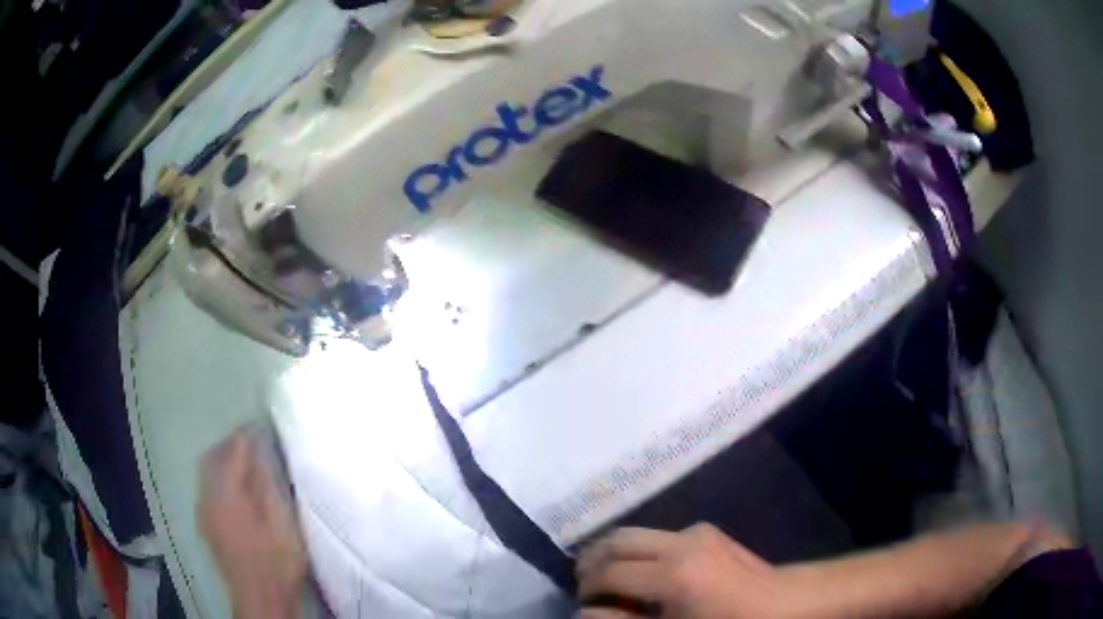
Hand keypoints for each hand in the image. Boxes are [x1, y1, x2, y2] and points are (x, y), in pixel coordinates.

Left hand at [198, 431, 306, 618]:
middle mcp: (208, 497)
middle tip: (252, 441)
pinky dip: (220, 478)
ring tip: (246, 462)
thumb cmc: (276, 562)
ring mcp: (204, 512)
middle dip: (230, 445)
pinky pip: (207, 487)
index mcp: (226, 494)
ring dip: (223, 461)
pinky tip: (237, 489)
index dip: (245, 436)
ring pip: (207, 472)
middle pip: (212, 457)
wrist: (260, 599)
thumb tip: (259, 453)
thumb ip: (267, 484)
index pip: (231, 451)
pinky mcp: (207, 524)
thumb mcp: (282, 523)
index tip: (260, 426)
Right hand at [578, 524, 796, 618]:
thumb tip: (585, 612)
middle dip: (594, 560)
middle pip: (618, 539)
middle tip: (584, 584)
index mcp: (672, 573)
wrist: (781, 605)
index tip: (581, 602)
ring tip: (608, 578)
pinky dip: (641, 550)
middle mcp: (680, 542)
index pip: (609, 572)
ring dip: (615, 553)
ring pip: (637, 533)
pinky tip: (645, 573)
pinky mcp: (707, 531)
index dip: (587, 587)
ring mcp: (696, 531)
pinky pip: (660, 536)